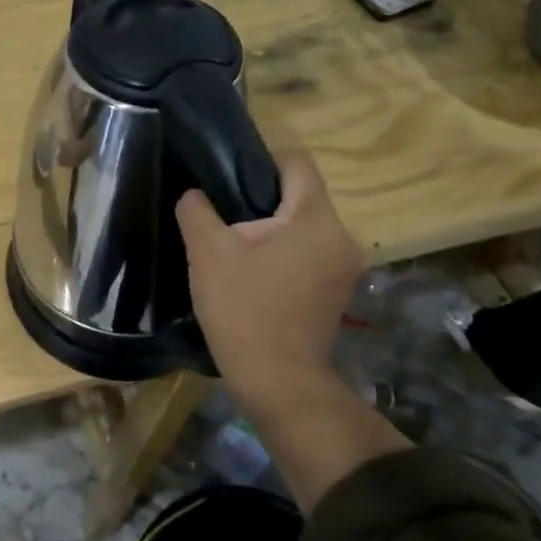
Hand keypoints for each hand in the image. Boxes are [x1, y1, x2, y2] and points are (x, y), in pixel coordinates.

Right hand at [176, 151, 406, 507]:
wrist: (277, 380)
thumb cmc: (243, 308)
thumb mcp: (207, 252)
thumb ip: (197, 210)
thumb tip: (196, 195)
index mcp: (315, 217)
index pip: (297, 163)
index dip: (261, 160)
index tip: (228, 179)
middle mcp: (341, 235)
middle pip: (301, 195)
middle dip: (263, 199)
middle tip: (224, 215)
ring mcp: (345, 266)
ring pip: (305, 226)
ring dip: (273, 228)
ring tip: (236, 244)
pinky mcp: (338, 291)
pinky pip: (310, 251)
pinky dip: (286, 252)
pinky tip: (255, 272)